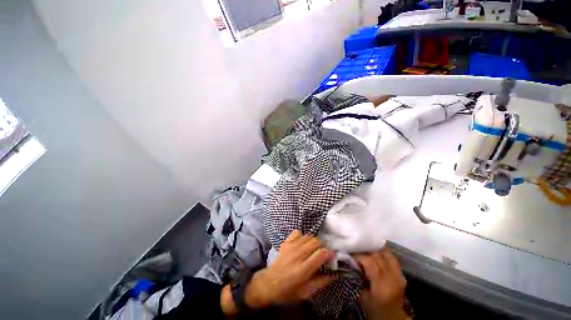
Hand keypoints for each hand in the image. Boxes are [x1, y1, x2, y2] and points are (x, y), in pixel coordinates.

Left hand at [245, 230, 334, 307]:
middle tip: (322, 254)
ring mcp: (290, 246)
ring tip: (313, 250)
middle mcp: (297, 255)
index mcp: (303, 270)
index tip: (332, 257)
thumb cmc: (288, 292)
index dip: (329, 253)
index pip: (321, 253)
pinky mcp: (285, 242)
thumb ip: (321, 282)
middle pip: (316, 241)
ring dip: (314, 242)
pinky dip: (303, 237)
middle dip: (322, 246)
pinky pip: (297, 233)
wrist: (268, 284)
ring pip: (308, 236)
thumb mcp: (306, 293)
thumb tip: (336, 274)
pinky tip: (302, 244)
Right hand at [355, 247, 407, 319]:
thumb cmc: (375, 309)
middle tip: (357, 252)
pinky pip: (393, 259)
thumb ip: (358, 278)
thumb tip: (352, 263)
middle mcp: (391, 277)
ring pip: (387, 254)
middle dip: (366, 252)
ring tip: (368, 252)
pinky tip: (378, 256)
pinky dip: (384, 255)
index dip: (359, 255)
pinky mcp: (402, 276)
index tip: (351, 255)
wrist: (393, 318)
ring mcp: (399, 276)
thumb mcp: (363, 297)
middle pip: (378, 256)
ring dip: (376, 251)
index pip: (369, 262)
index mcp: (381, 284)